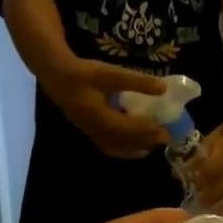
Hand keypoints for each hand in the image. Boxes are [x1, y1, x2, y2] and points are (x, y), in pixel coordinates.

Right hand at [46, 60, 169, 159]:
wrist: (57, 76)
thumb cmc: (83, 73)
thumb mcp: (110, 73)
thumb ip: (136, 81)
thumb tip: (163, 88)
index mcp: (100, 117)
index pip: (128, 129)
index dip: (146, 131)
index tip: (164, 130)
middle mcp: (96, 130)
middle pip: (124, 142)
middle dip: (145, 141)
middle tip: (165, 138)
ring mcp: (91, 134)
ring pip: (117, 148)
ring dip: (136, 148)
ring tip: (153, 144)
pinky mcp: (90, 133)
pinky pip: (110, 147)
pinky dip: (125, 149)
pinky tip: (136, 147)